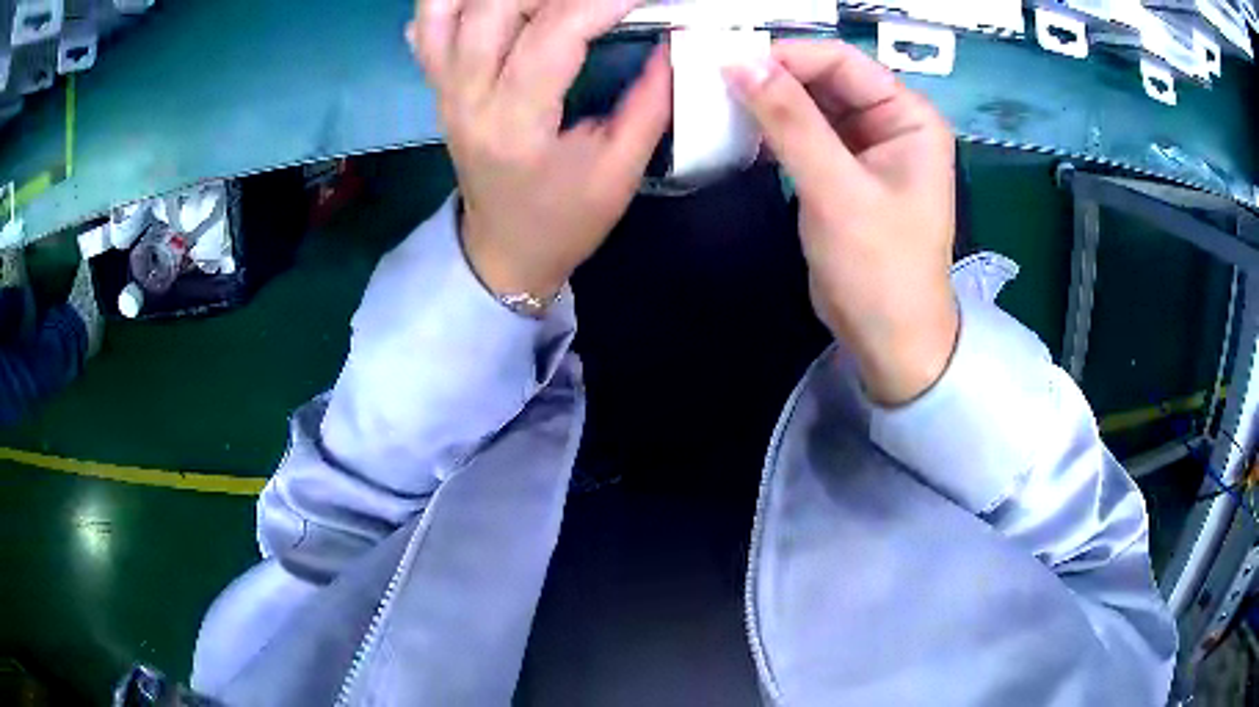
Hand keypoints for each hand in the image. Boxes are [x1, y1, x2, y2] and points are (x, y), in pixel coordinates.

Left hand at [409, 0, 671, 299]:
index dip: (599, 3)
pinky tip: (491, 2)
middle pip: (491, 8)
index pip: (551, 37)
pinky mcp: (437, 86)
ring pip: (447, 9)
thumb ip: (650, 101)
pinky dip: (451, 0)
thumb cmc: (563, 220)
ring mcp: (443, 89)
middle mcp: (466, 98)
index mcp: (515, 126)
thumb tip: (673, 39)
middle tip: (597, 0)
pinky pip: (429, 27)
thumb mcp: (619, 171)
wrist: (503, 249)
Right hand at [725, 40, 958, 405]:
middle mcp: (891, 122)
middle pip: (824, 80)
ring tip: (716, 101)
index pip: (841, 62)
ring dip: (768, 103)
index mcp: (909, 116)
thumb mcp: (836, 190)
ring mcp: (866, 147)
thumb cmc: (879, 267)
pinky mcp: (842, 171)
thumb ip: (790, 121)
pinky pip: (804, 135)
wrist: (888, 339)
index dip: (785, 55)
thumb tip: (739, 61)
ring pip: (810, 106)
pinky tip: (739, 131)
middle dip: (772, 78)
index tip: (726, 60)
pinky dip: (773, 132)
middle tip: (712, 79)